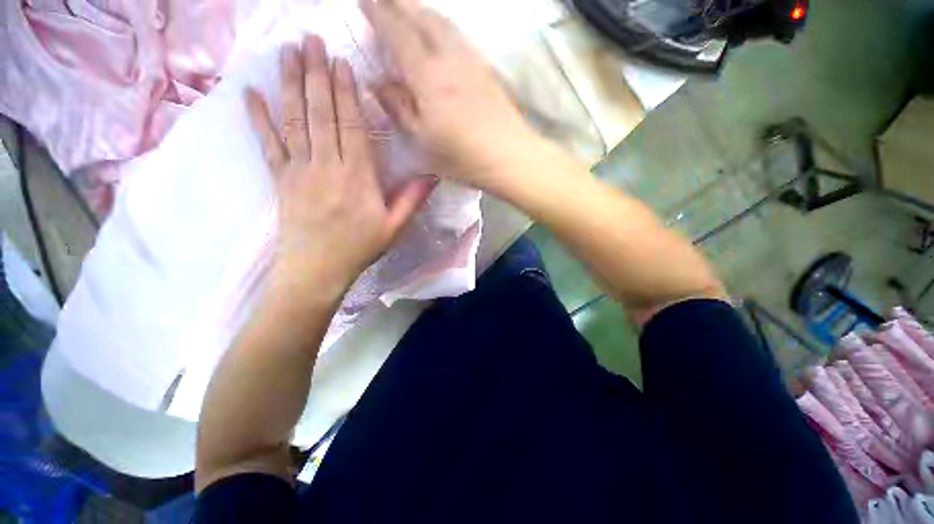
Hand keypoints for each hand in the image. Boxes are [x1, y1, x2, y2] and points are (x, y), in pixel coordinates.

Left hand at [246, 35, 435, 306]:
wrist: (317, 270)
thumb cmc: (359, 248)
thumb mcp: (394, 228)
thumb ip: (412, 199)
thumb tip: (433, 175)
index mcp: (357, 177)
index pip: (351, 126)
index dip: (345, 93)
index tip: (341, 63)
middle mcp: (326, 165)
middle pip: (320, 113)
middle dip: (316, 74)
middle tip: (311, 39)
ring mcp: (299, 169)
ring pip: (294, 120)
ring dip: (290, 84)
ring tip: (288, 52)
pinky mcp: (280, 178)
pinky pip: (268, 143)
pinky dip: (259, 117)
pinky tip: (251, 93)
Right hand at [361, 0, 537, 188]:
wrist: (509, 157)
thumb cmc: (463, 157)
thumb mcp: (422, 141)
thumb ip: (399, 108)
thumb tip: (379, 83)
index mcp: (428, 76)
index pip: (398, 33)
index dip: (378, 14)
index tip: (362, 0)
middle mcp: (450, 58)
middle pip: (422, 17)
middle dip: (399, 2)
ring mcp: (471, 61)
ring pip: (443, 22)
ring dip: (422, 9)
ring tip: (408, 7)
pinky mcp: (486, 69)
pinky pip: (458, 35)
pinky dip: (442, 25)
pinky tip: (440, 31)